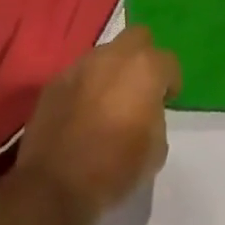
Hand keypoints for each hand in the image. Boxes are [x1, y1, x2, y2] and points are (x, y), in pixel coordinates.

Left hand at [15, 25, 181, 220]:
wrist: (54, 186)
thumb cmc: (115, 168)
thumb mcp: (156, 149)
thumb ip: (156, 117)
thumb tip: (145, 112)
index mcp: (145, 68)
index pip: (168, 61)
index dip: (170, 82)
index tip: (166, 102)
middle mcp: (113, 57)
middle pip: (137, 38)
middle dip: (143, 57)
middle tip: (140, 88)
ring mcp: (80, 66)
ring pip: (105, 54)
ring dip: (112, 71)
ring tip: (108, 101)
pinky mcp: (54, 82)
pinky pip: (79, 75)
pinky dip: (86, 86)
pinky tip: (83, 113)